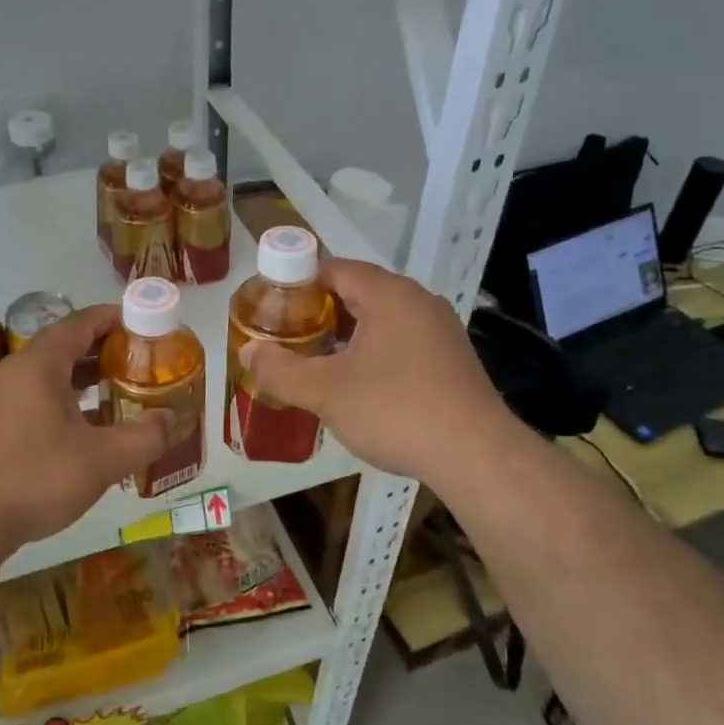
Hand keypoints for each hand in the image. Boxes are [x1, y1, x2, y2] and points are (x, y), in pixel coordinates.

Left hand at [0, 305, 169, 553]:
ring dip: (88, 380)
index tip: (147, 326)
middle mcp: (17, 371)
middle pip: (68, 346)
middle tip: (144, 364)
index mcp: (40, 364)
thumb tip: (170, 420)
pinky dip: (68, 403)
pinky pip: (39, 399)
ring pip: (53, 376)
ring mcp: (2, 399)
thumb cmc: (35, 478)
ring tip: (125, 394)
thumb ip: (143, 437)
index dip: (116, 319)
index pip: (82, 322)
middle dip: (107, 352)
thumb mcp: (101, 460)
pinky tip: (90, 430)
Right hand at [240, 260, 502, 481]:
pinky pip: (402, 341)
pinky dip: (373, 351)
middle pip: (358, 292)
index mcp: (388, 294)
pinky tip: (358, 383)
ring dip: (347, 334)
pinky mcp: (452, 359)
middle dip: (320, 311)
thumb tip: (247, 353)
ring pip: (381, 319)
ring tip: (316, 360)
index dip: (298, 282)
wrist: (476, 455)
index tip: (273, 305)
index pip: (335, 269)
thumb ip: (280, 370)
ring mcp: (440, 330)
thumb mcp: (325, 392)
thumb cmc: (395, 410)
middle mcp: (418, 301)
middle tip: (288, 336)